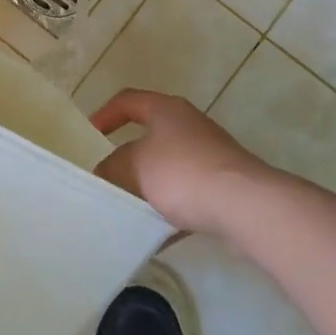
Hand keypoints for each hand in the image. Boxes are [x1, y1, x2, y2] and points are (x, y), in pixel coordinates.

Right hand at [90, 90, 273, 237]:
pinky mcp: (223, 182)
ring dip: (148, 185)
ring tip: (128, 206)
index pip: (128, 100)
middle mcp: (189, 124)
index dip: (105, 114)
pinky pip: (187, 193)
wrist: (244, 204)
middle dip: (126, 156)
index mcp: (166, 110)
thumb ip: (113, 166)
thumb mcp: (134, 167)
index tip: (90, 135)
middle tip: (107, 173)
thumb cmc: (182, 173)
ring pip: (168, 166)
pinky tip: (156, 234)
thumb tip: (106, 172)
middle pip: (150, 134)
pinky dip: (170, 209)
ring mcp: (210, 154)